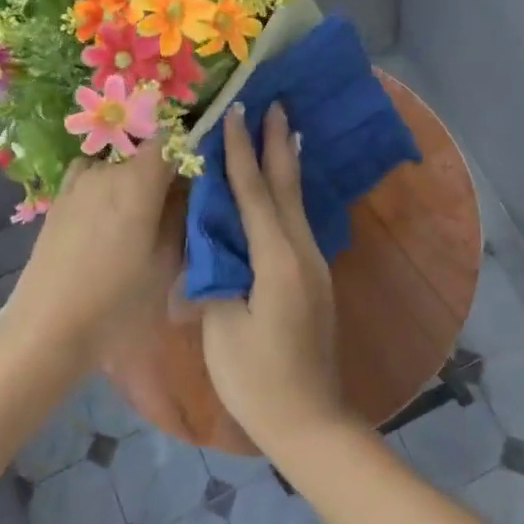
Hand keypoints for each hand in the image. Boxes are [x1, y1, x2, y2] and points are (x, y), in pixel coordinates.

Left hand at [0, 146, 175, 359]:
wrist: (49, 326)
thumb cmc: (118, 299)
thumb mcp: (167, 261)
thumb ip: (182, 214)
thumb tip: (191, 186)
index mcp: (138, 181)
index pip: (170, 140)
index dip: (187, 148)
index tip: (200, 171)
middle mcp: (107, 170)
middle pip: (145, 154)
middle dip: (164, 172)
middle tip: (176, 206)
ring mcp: (78, 182)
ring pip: (119, 167)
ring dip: (134, 181)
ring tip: (140, 217)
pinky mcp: (60, 198)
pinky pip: (93, 177)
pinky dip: (107, 186)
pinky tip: (109, 217)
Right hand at [199, 104, 352, 455]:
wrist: (309, 420)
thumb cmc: (257, 379)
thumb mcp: (222, 327)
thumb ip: (216, 275)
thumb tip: (209, 241)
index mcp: (277, 260)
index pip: (254, 194)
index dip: (243, 153)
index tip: (237, 112)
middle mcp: (303, 253)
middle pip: (286, 188)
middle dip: (277, 144)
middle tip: (276, 104)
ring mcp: (314, 265)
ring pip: (297, 204)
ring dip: (287, 166)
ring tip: (285, 132)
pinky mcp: (313, 279)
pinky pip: (299, 224)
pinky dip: (289, 196)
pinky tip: (286, 190)